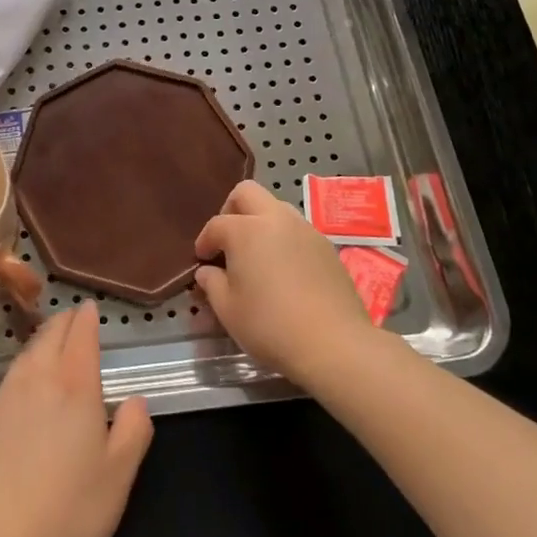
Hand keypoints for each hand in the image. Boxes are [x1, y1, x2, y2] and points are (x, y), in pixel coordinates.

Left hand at [0, 302, 152, 536]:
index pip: (80, 334)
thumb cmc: (69, 509)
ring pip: (27, 353)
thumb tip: (135, 400)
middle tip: (75, 319)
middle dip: (65, 322)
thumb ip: (134, 430)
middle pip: (51, 335)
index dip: (87, 317)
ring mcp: (6, 397)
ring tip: (52, 342)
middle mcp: (38, 379)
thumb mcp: (119, 476)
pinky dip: (25, 367)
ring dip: (43, 341)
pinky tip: (27, 384)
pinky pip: (10, 378)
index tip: (90, 307)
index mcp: (75, 385)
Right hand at [193, 179, 373, 386]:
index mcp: (246, 230)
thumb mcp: (228, 310)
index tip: (202, 259)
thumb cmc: (270, 326)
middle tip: (228, 240)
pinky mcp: (327, 247)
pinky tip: (285, 270)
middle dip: (231, 209)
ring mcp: (305, 230)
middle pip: (248, 193)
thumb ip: (212, 284)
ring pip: (277, 207)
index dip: (205, 240)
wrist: (334, 344)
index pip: (217, 224)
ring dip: (261, 222)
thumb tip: (207, 272)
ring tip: (257, 254)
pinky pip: (298, 230)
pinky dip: (284, 239)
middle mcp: (275, 219)